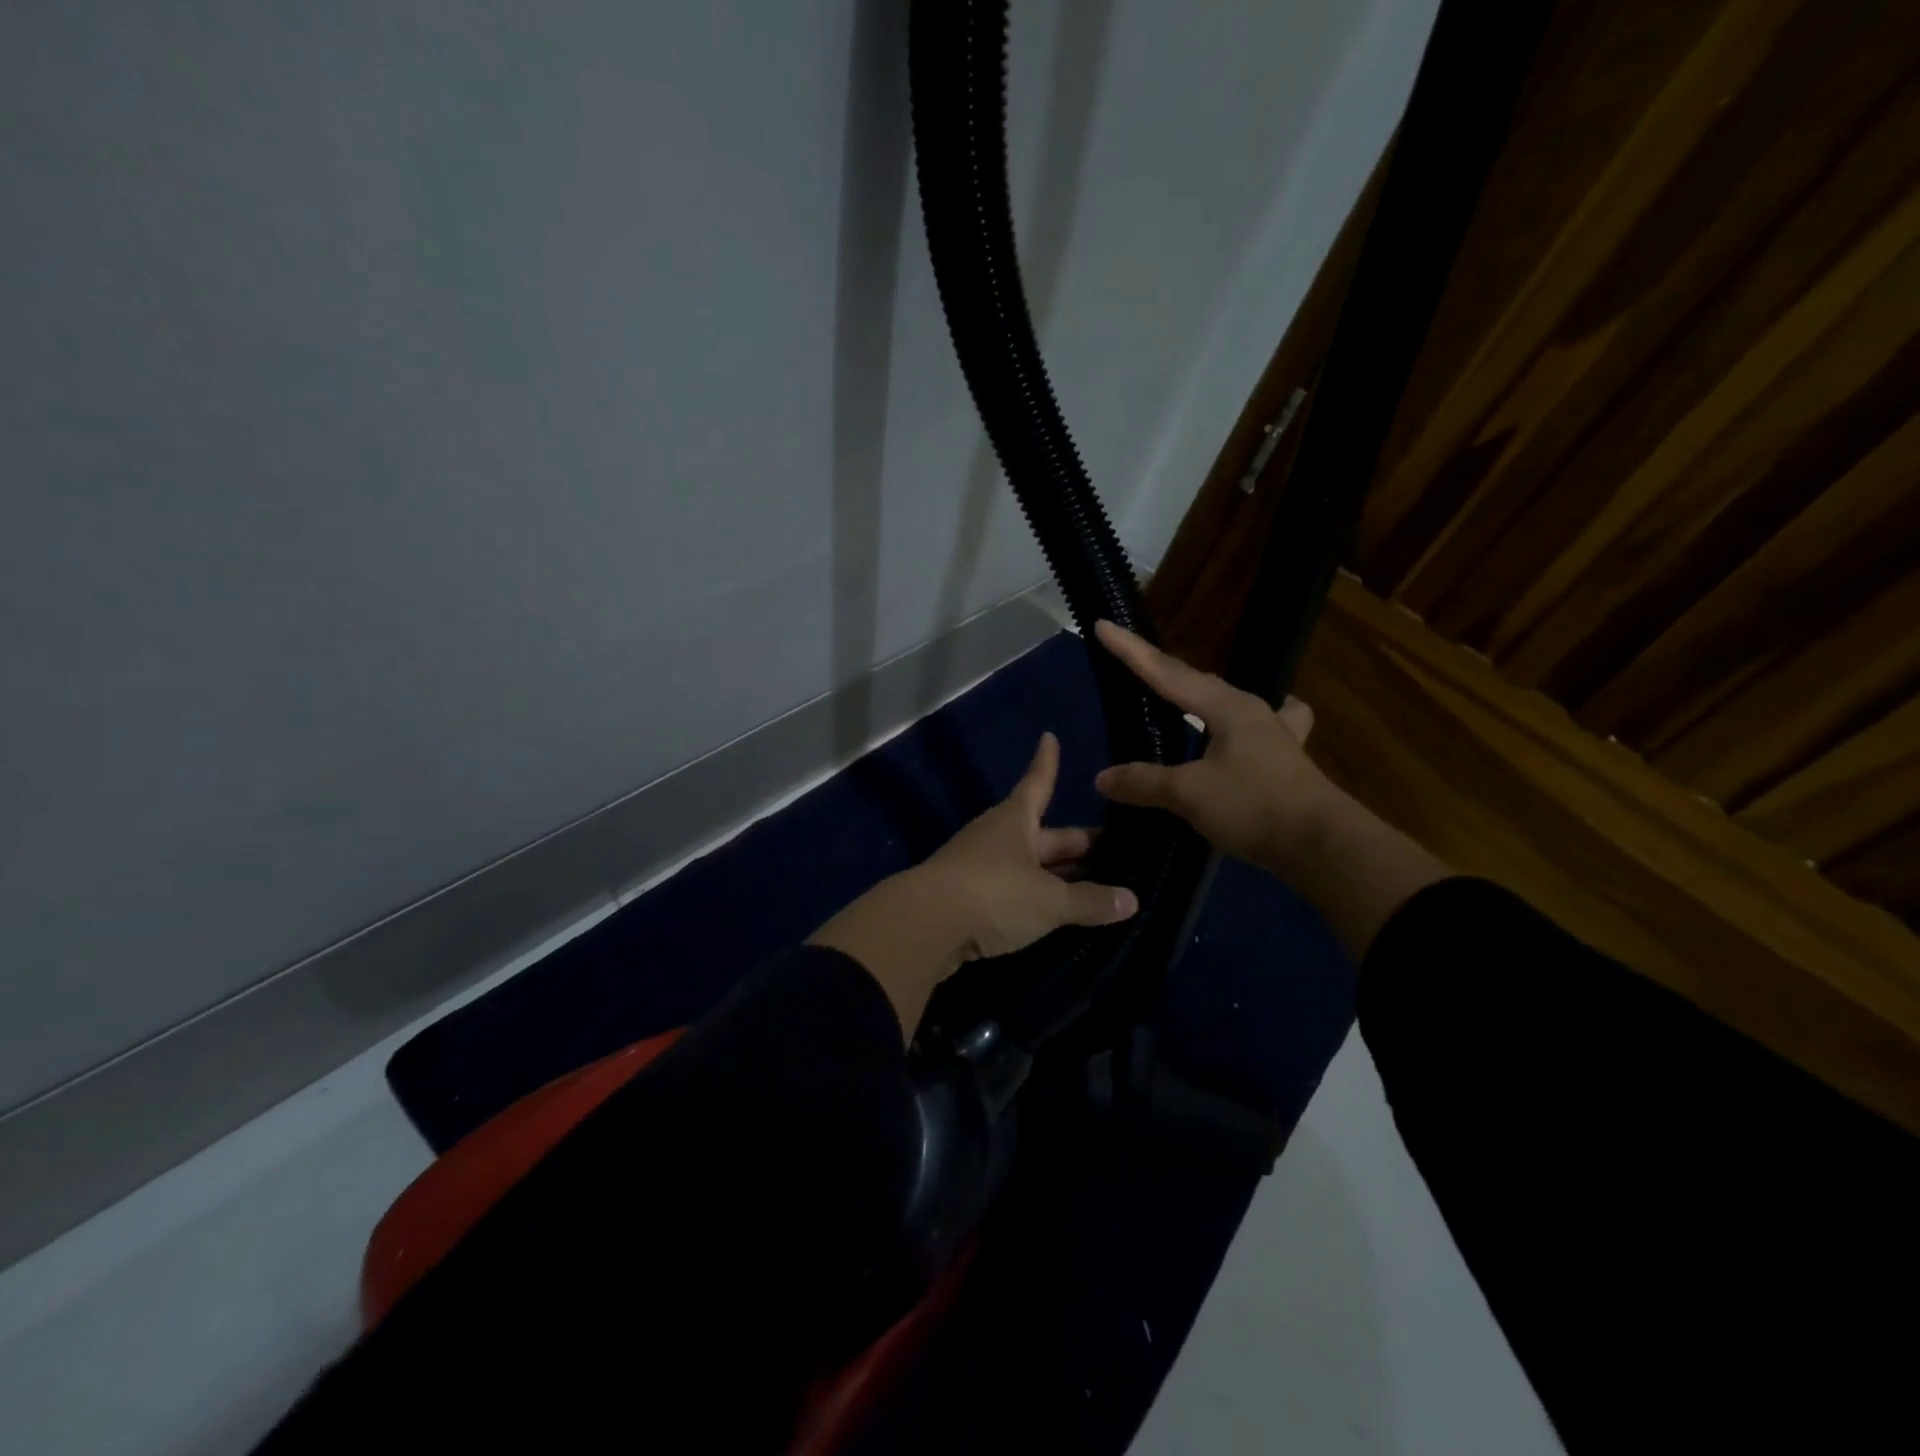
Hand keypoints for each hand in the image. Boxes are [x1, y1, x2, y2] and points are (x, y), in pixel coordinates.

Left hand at [810, 732, 1136, 1036]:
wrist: (924, 926)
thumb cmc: (993, 894)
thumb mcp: (1048, 901)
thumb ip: (1089, 901)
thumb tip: (1131, 899)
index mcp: (1014, 821)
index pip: (1038, 783)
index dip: (1047, 763)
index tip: (1049, 737)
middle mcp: (995, 837)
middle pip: (1041, 834)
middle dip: (1073, 842)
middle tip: (1110, 847)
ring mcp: (977, 867)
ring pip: (1027, 866)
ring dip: (1055, 874)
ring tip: (1091, 884)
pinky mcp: (966, 899)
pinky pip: (1012, 892)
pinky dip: (1034, 899)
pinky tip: (1052, 915)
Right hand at [1092, 621, 1338, 875]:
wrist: (1321, 844)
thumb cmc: (1253, 806)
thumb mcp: (1190, 794)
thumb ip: (1144, 782)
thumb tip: (1102, 777)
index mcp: (1225, 707)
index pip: (1166, 672)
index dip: (1131, 651)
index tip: (1102, 626)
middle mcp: (1250, 709)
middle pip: (1195, 680)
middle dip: (1159, 669)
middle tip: (1129, 660)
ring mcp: (1271, 731)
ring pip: (1224, 700)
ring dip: (1196, 693)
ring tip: (1177, 692)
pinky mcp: (1282, 757)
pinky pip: (1255, 726)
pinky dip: (1238, 723)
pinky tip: (1245, 728)